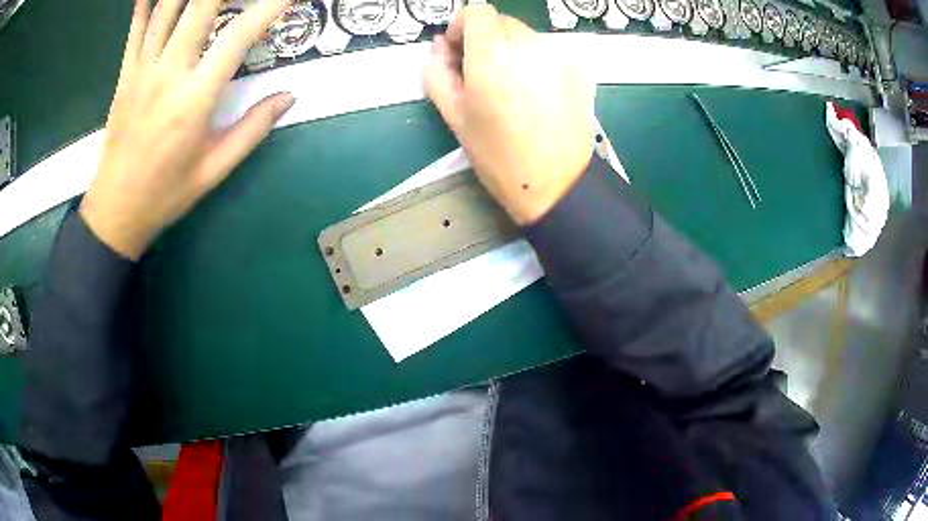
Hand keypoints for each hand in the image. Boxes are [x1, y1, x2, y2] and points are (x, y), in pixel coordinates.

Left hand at [80, 0, 294, 259]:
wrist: (115, 211)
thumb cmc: (165, 194)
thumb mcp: (215, 170)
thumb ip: (253, 128)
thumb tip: (288, 96)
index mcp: (195, 99)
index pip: (240, 36)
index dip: (270, 7)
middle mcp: (169, 74)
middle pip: (201, 7)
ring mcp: (142, 70)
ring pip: (167, 9)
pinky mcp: (125, 74)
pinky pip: (136, 28)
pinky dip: (145, 3)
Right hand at [423, 5, 594, 225]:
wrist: (555, 183)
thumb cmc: (498, 156)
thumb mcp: (454, 116)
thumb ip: (437, 72)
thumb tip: (441, 46)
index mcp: (492, 57)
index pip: (477, 12)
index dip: (464, 26)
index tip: (461, 49)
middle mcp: (529, 46)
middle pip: (502, 21)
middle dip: (487, 39)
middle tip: (483, 73)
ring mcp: (559, 56)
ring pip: (526, 35)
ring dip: (512, 49)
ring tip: (511, 86)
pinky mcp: (579, 68)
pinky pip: (548, 51)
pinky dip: (536, 60)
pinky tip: (535, 91)